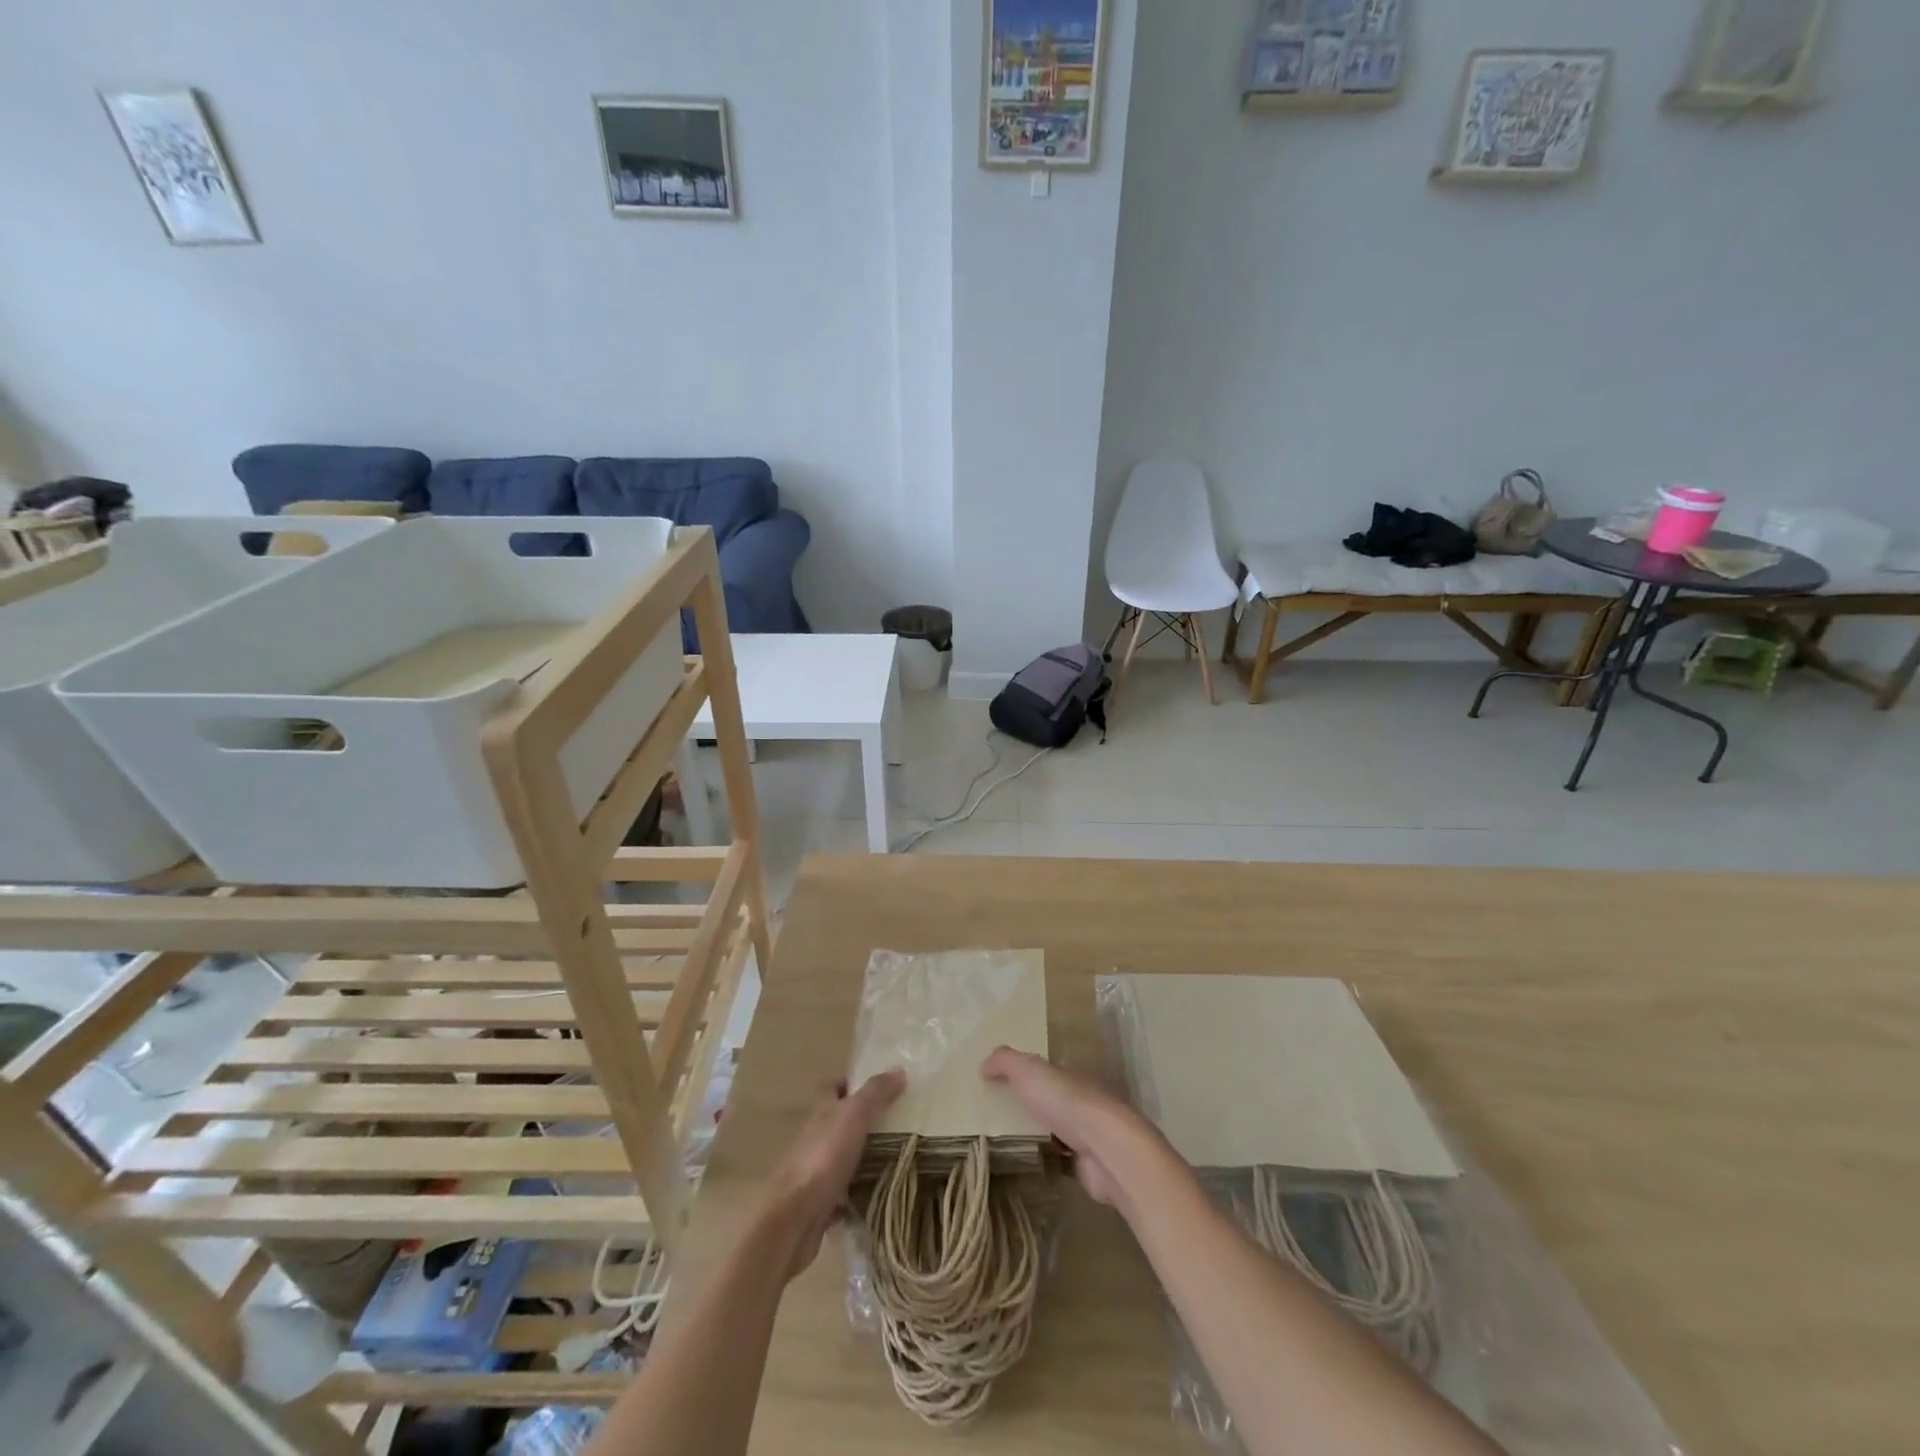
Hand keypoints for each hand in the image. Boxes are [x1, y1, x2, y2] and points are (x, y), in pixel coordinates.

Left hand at [758, 1068, 904, 1279]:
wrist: (793, 1218)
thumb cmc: (823, 1157)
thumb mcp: (854, 1116)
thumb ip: (875, 1093)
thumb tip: (899, 1068)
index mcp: (823, 1112)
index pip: (834, 1088)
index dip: (854, 1083)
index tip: (883, 1085)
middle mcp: (818, 1138)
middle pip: (843, 1123)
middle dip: (869, 1122)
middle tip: (904, 1122)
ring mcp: (819, 1172)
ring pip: (847, 1158)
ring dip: (868, 1158)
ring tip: (904, 1156)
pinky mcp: (823, 1203)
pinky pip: (848, 1193)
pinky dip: (863, 1193)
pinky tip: (885, 1194)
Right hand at [980, 1047, 1161, 1208]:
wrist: (1106, 1148)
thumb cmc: (1066, 1102)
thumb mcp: (1029, 1070)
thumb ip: (1005, 1061)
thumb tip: (984, 1064)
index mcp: (1069, 1075)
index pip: (1046, 1072)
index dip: (1024, 1075)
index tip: (1000, 1084)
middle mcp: (1080, 1101)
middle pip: (1050, 1102)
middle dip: (1030, 1107)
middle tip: (996, 1116)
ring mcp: (1086, 1134)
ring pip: (1056, 1131)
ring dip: (1038, 1135)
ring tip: (1005, 1143)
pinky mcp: (1086, 1165)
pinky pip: (1060, 1161)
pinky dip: (1046, 1162)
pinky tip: (1026, 1166)